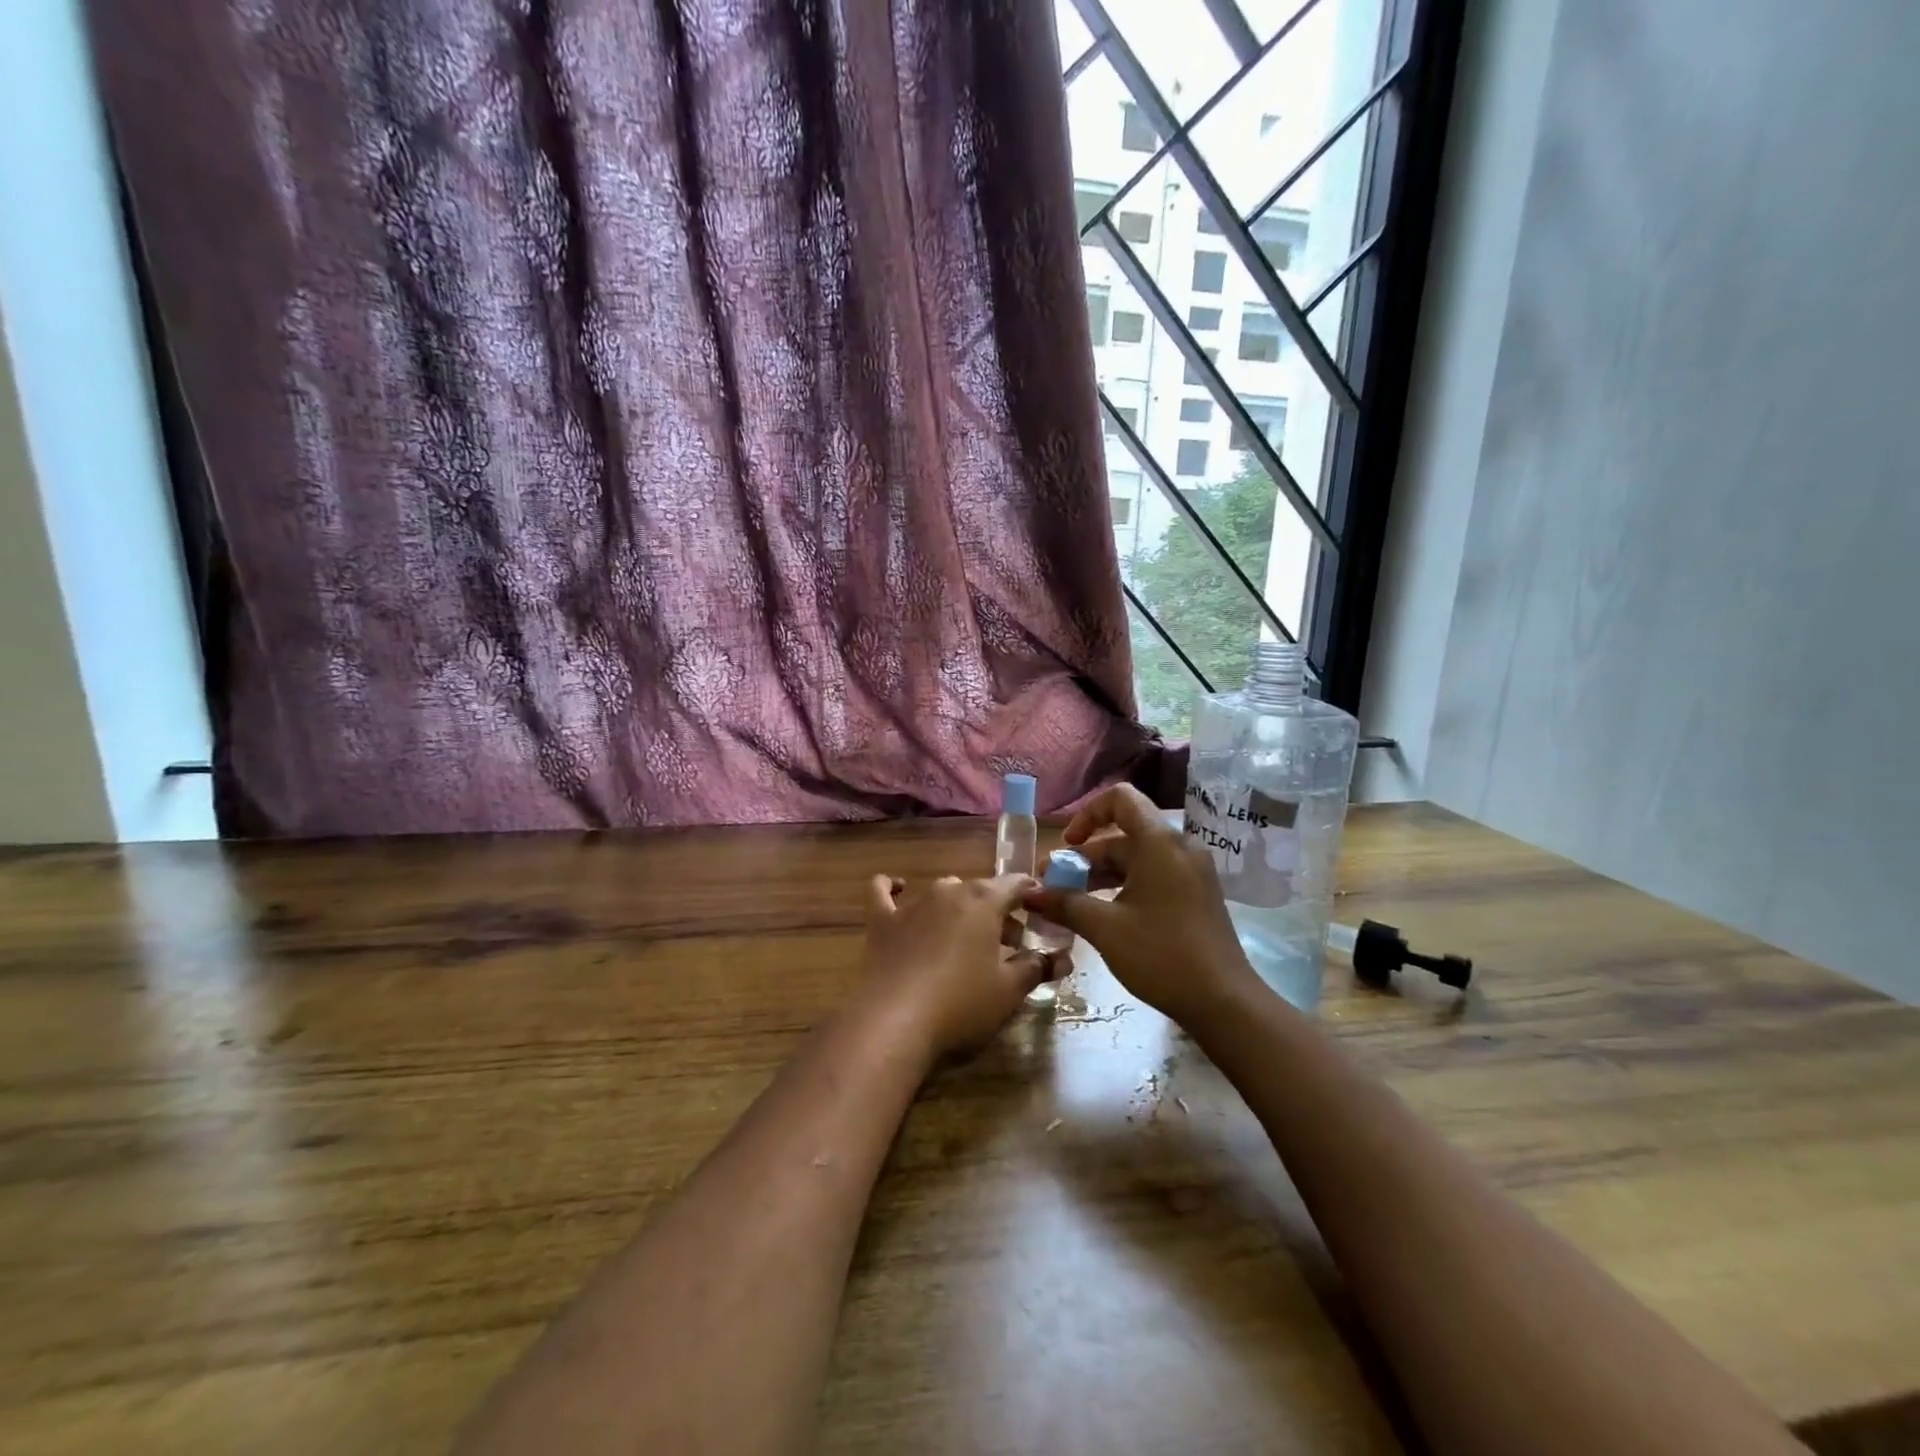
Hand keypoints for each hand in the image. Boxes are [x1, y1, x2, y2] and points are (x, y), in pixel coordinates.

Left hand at [861, 874, 1051, 1057]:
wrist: (894, 1022)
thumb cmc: (961, 1004)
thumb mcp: (1009, 991)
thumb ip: (1037, 968)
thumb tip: (1062, 958)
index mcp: (984, 901)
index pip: (1016, 884)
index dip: (1031, 895)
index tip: (1041, 910)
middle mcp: (949, 892)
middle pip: (980, 891)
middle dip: (998, 911)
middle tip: (1010, 944)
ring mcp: (912, 904)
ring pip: (943, 892)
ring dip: (959, 908)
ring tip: (967, 939)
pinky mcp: (882, 921)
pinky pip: (883, 891)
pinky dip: (892, 887)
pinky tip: (898, 888)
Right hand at [1021, 784, 1256, 1026]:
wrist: (1224, 1002)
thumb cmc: (1162, 955)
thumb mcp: (1105, 928)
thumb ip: (1065, 904)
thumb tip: (1029, 894)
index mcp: (1159, 843)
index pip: (1120, 799)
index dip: (1087, 814)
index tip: (1066, 846)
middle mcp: (1178, 848)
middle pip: (1123, 834)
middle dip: (1084, 857)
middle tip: (1053, 886)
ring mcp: (1190, 872)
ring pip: (1136, 858)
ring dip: (1100, 875)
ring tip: (1069, 904)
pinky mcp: (1195, 895)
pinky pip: (1152, 876)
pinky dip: (1123, 886)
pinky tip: (1101, 916)